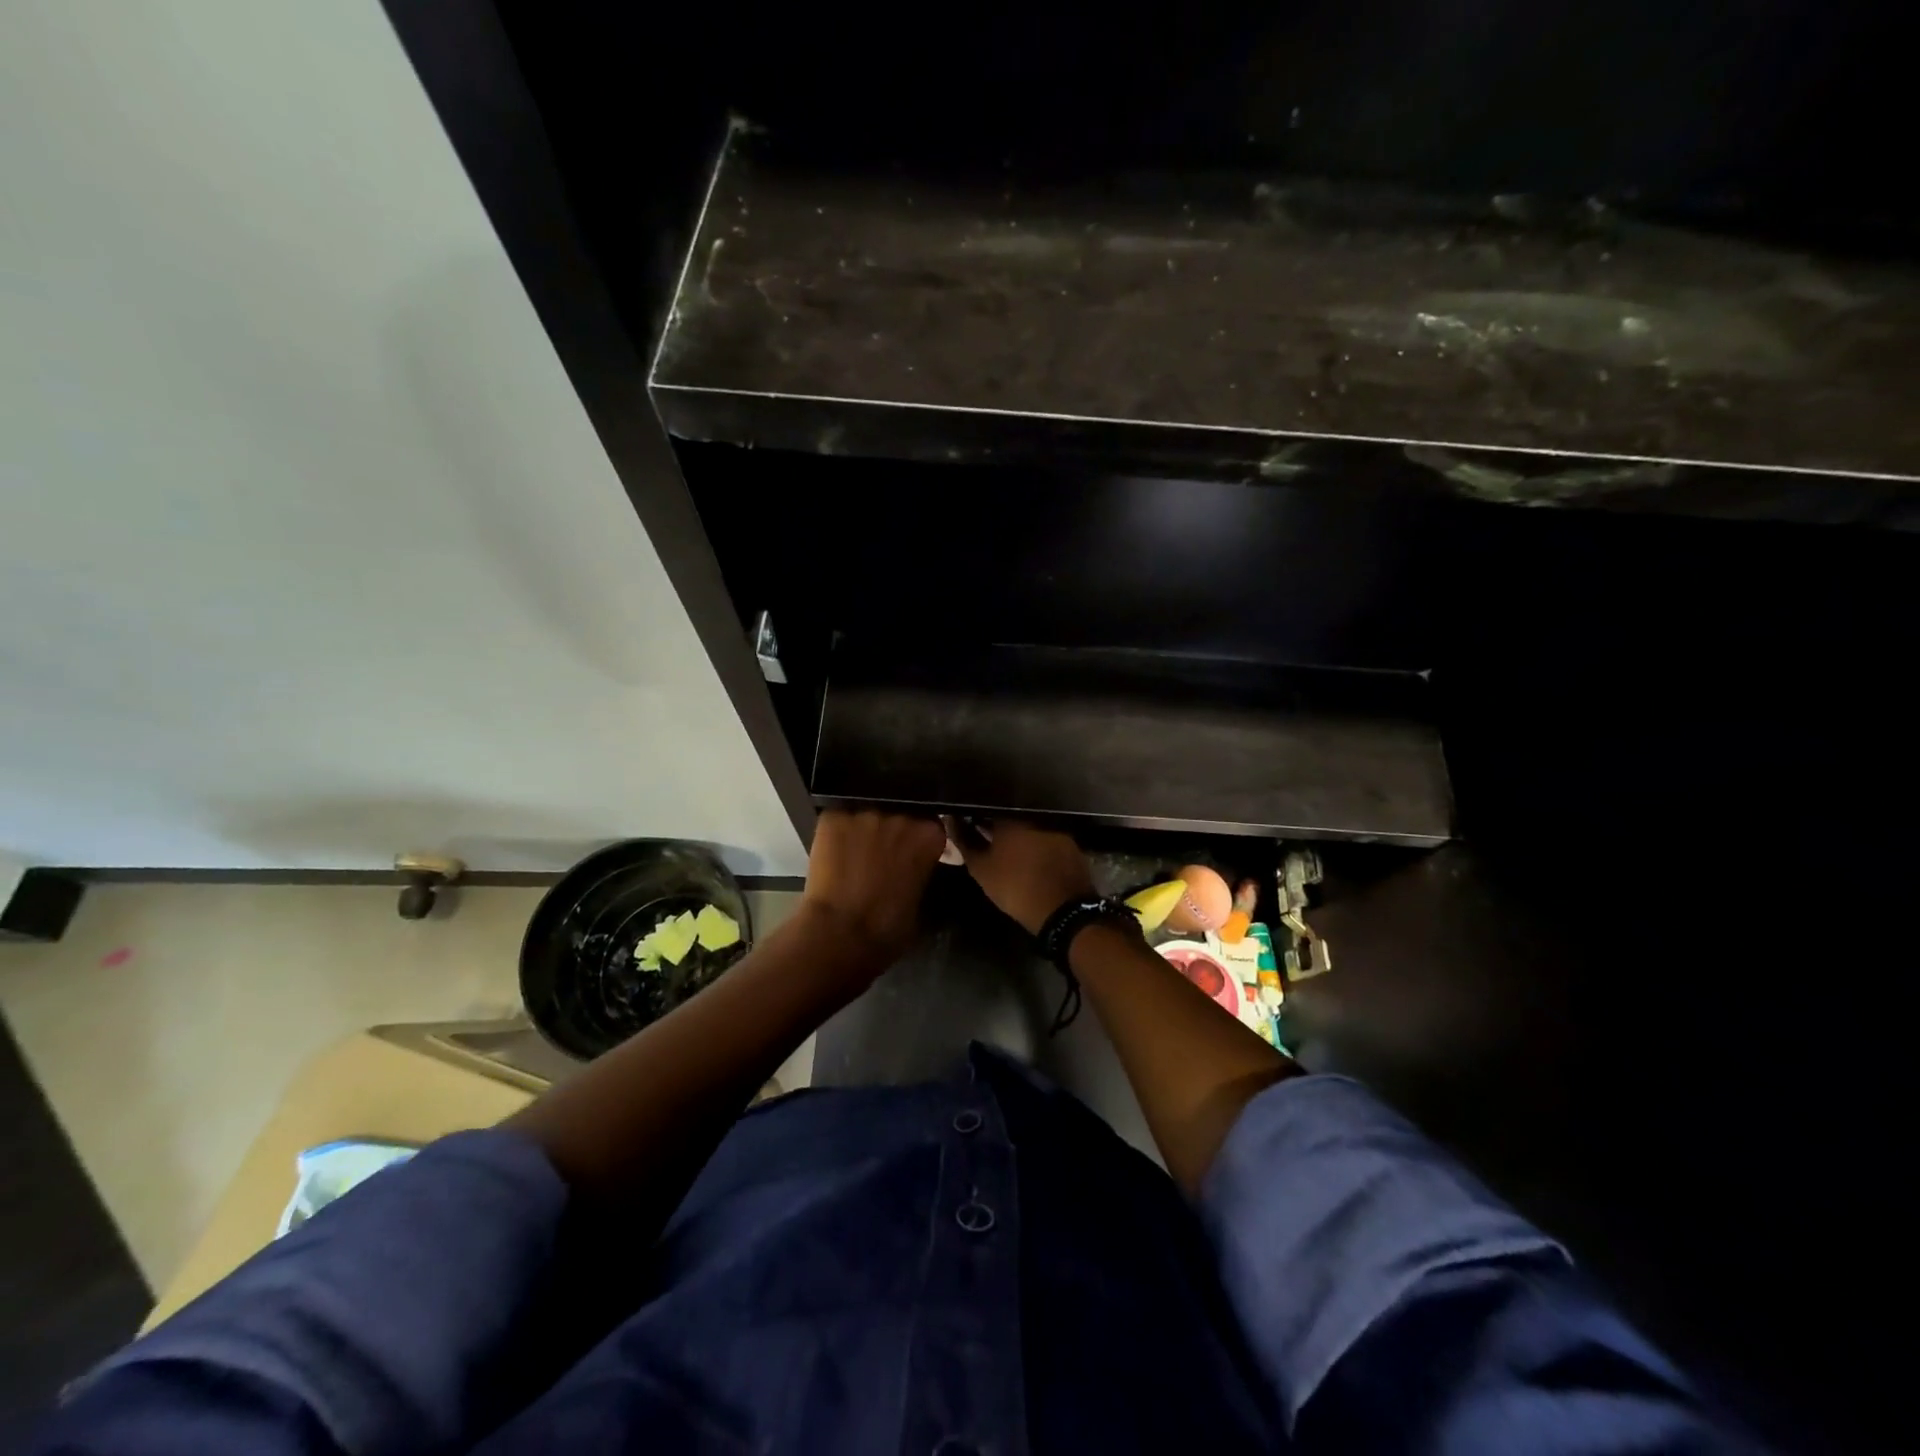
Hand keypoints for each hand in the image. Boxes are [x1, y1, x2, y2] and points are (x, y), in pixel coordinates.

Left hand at [799, 809, 947, 975]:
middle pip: (899, 815)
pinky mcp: (833, 817)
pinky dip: (836, 833)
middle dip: (891, 833)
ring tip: (853, 855)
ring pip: (867, 815)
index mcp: (929, 835)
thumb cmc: (888, 929)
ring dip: (864, 831)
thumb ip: (921, 872)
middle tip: (880, 857)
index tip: (909, 855)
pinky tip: (832, 852)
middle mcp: (900, 816)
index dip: (917, 841)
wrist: (840, 933)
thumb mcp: (920, 900)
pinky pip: (838, 818)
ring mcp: (865, 813)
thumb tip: (912, 868)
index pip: (930, 826)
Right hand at [943, 818, 1093, 934]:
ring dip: (1019, 834)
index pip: (987, 807)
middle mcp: (1034, 816)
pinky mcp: (1070, 843)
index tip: (968, 823)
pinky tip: (1032, 856)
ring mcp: (1055, 829)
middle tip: (987, 837)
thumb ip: (965, 842)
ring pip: (1030, 826)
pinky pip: (1047, 837)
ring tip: (1009, 848)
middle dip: (998, 824)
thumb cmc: (1015, 887)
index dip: (976, 815)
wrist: (1063, 910)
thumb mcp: (982, 869)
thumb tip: (950, 820)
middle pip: (1010, 815)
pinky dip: (1037, 844)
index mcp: (1010, 818)